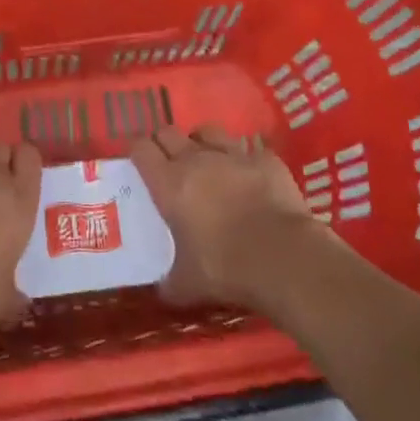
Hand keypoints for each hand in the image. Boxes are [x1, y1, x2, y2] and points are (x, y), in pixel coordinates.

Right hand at [132, 128, 326, 310]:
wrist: (282, 256)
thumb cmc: (225, 267)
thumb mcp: (187, 284)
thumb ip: (170, 281)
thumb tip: (163, 289)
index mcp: (169, 183)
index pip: (141, 149)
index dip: (137, 151)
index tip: (138, 161)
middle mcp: (196, 159)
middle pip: (169, 132)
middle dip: (164, 142)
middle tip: (167, 162)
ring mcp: (232, 154)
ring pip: (207, 131)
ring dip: (201, 142)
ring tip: (206, 160)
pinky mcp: (265, 158)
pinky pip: (247, 149)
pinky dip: (243, 158)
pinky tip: (248, 175)